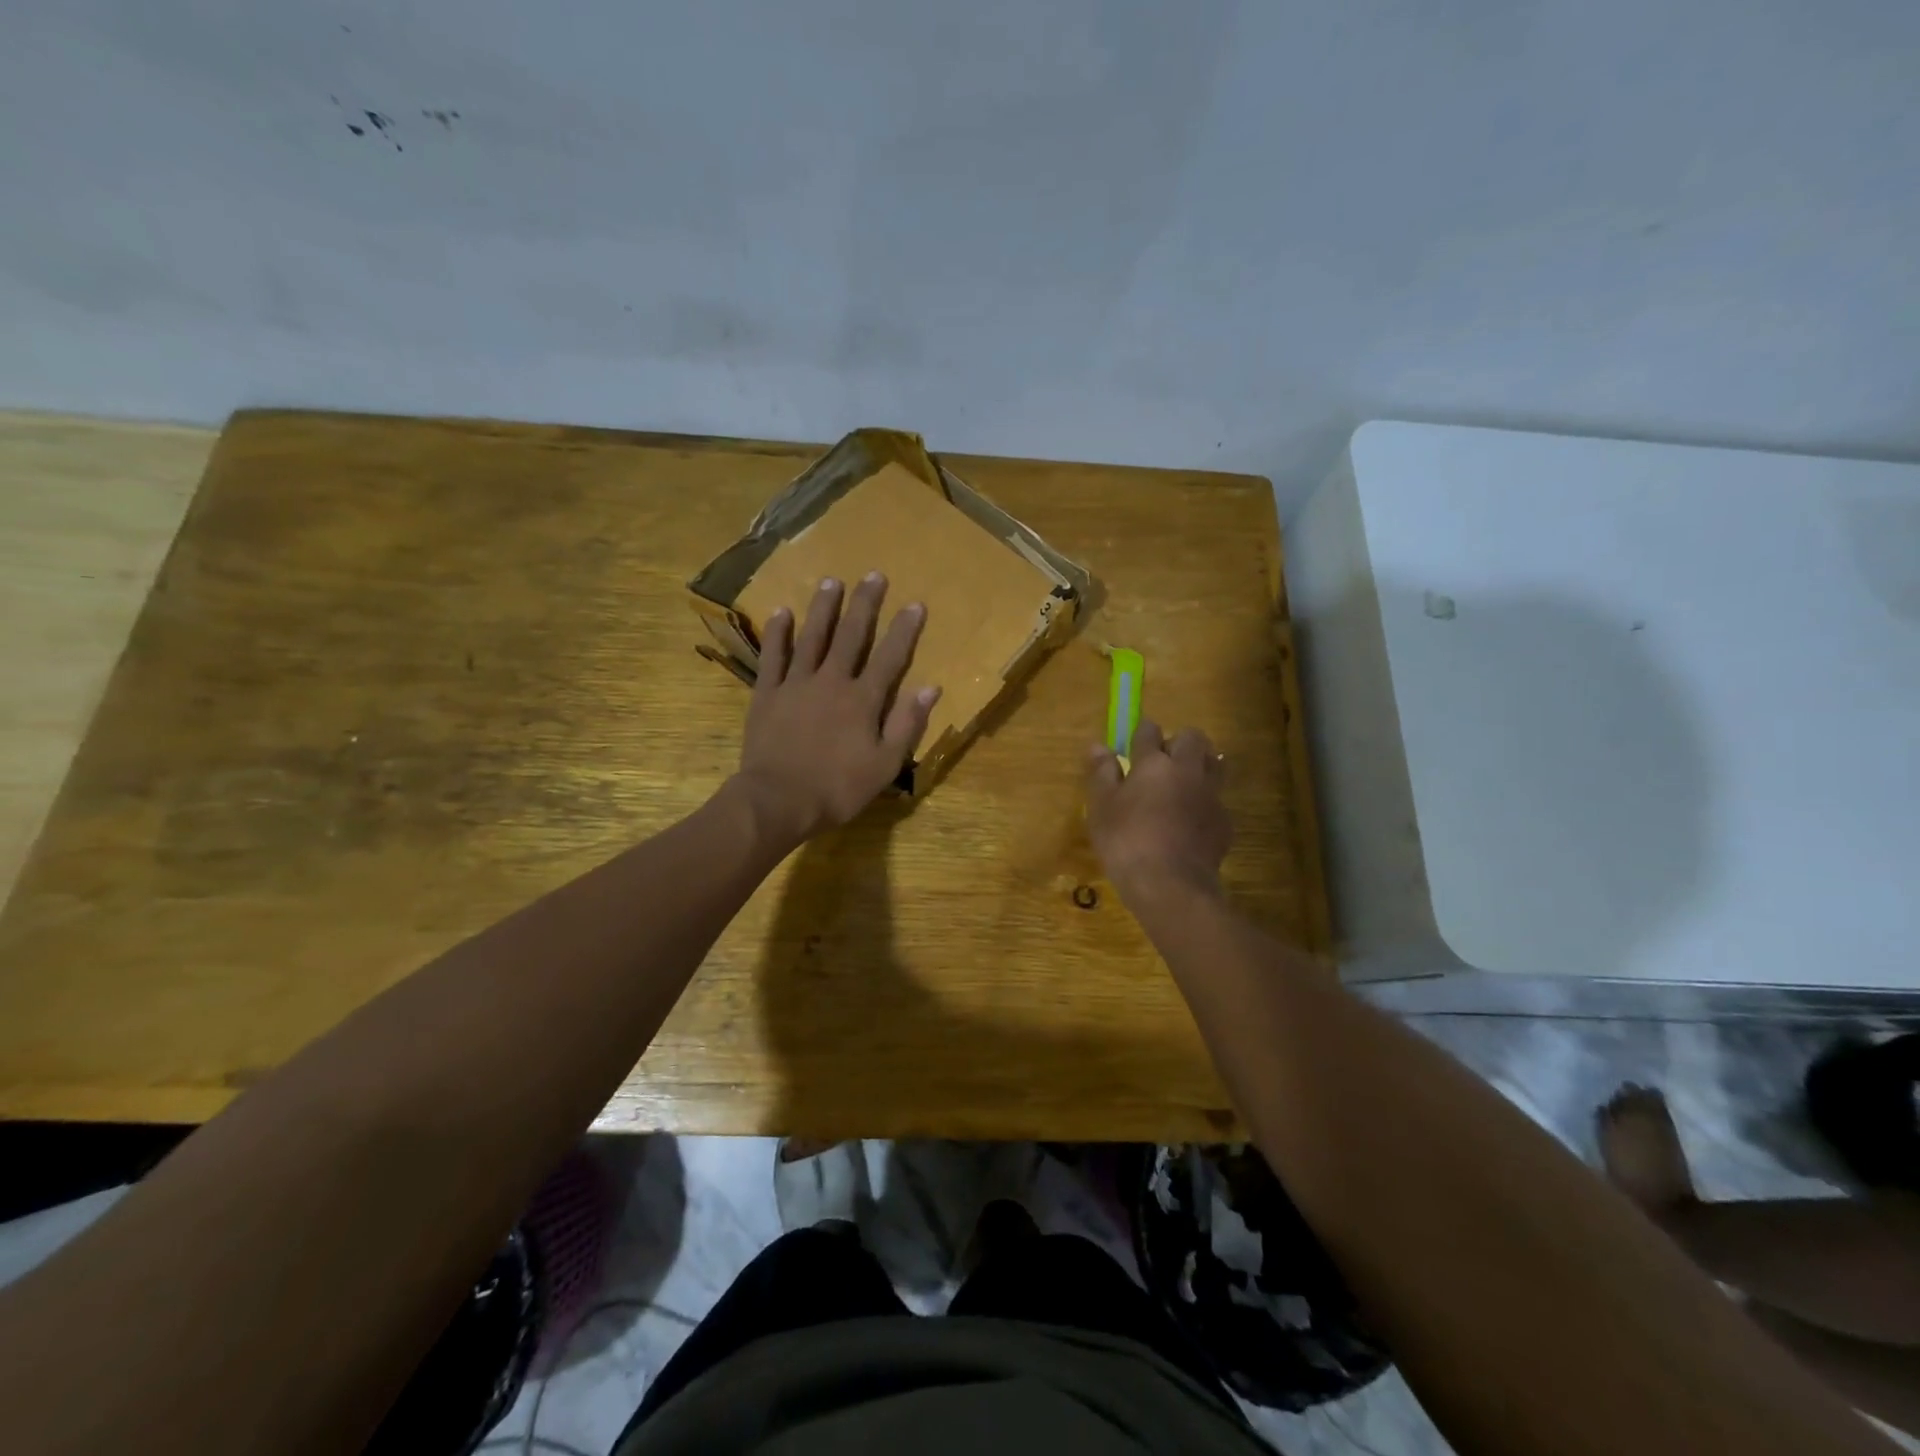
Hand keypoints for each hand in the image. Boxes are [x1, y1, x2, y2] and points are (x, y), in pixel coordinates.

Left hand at [732, 573, 940, 848]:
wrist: (778, 800)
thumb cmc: (837, 788)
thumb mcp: (885, 765)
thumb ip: (906, 724)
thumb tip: (930, 688)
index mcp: (863, 700)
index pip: (889, 657)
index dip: (904, 630)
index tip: (915, 604)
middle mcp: (831, 681)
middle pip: (851, 636)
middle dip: (864, 605)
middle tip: (873, 575)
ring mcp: (796, 684)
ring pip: (812, 637)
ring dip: (823, 608)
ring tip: (832, 581)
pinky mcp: (767, 693)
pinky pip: (773, 656)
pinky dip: (778, 633)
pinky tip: (782, 612)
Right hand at [1085, 720, 1231, 902]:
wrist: (1171, 885)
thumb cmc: (1126, 841)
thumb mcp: (1101, 807)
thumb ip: (1101, 773)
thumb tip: (1097, 746)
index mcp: (1154, 763)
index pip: (1150, 731)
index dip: (1141, 733)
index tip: (1134, 743)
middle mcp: (1187, 770)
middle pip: (1192, 738)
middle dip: (1178, 742)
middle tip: (1160, 762)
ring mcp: (1211, 795)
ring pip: (1213, 763)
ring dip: (1199, 764)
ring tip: (1182, 782)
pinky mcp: (1224, 821)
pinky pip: (1217, 798)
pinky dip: (1205, 800)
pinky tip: (1191, 819)